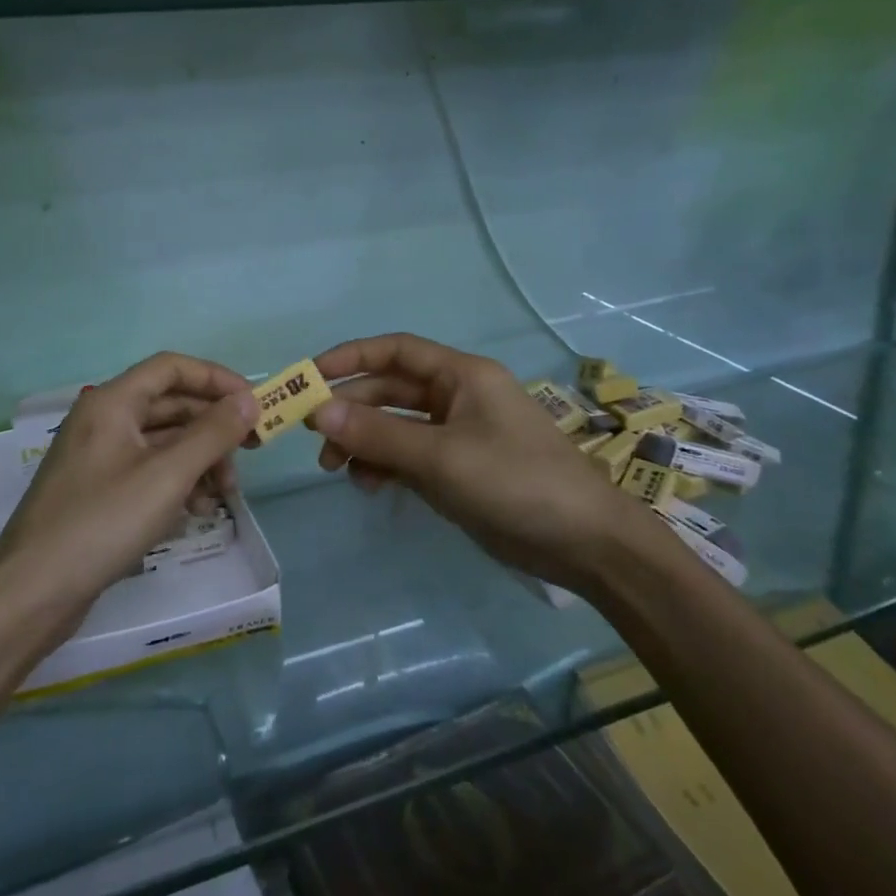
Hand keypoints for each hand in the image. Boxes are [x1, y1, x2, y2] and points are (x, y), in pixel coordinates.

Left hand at [0, 352, 258, 639]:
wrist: (32, 593)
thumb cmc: (103, 522)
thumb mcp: (167, 475)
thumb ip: (212, 434)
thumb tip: (249, 401)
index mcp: (112, 402)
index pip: (172, 368)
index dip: (216, 379)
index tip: (252, 404)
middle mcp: (104, 420)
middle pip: (171, 406)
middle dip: (212, 429)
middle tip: (250, 454)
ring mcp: (99, 457)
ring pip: (163, 442)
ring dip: (199, 460)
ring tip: (224, 495)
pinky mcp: (99, 491)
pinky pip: (149, 471)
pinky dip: (177, 483)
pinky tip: (196, 512)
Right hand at [308, 333, 637, 590]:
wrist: (586, 545)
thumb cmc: (516, 482)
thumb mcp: (440, 457)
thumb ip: (377, 434)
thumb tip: (317, 411)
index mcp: (461, 375)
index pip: (396, 351)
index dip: (350, 357)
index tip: (309, 376)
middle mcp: (458, 397)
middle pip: (391, 390)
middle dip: (351, 408)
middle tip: (313, 435)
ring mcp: (459, 434)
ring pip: (397, 426)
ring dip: (364, 441)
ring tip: (336, 469)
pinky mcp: (460, 470)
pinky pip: (411, 457)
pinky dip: (386, 466)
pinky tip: (369, 486)